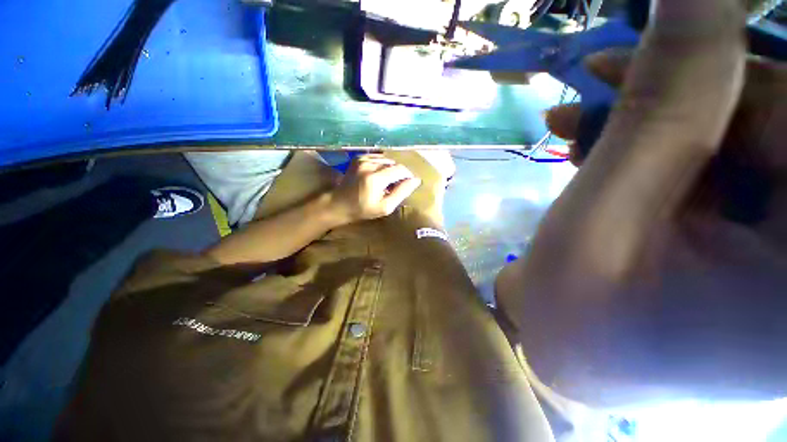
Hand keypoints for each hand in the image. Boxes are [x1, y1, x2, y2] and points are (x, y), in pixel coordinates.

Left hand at [328, 154, 421, 223]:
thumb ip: (401, 193)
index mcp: (375, 178)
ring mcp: (362, 159)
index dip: (408, 176)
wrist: (339, 203)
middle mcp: (369, 165)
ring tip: (386, 182)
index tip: (408, 184)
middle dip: (399, 174)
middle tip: (395, 186)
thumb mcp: (385, 207)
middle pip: (394, 164)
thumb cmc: (363, 209)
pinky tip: (378, 175)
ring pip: (387, 160)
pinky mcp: (358, 158)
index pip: (400, 170)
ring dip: (390, 169)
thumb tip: (416, 180)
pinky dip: (382, 165)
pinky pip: (378, 158)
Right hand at [499, 0, 786, 402]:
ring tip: (583, 123)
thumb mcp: (605, 212)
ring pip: (744, 143)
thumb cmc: (572, 304)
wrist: (567, 347)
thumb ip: (662, 102)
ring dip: (664, 119)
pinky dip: (667, 148)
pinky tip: (608, 149)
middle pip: (773, 125)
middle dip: (686, 92)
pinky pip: (724, 170)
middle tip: (599, 82)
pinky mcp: (756, 253)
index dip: (726, 62)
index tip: (650, 40)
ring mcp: (786, 264)